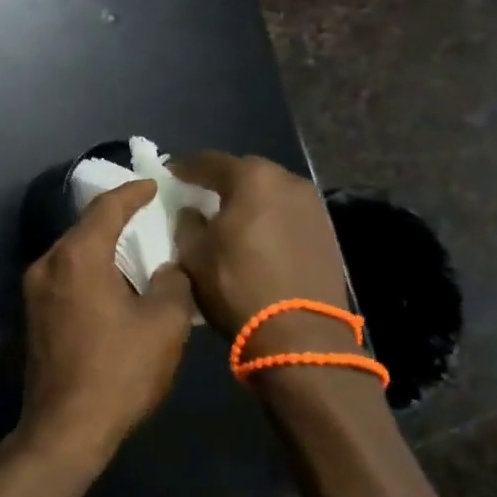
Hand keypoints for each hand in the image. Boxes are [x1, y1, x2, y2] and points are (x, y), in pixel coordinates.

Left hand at [15, 179, 195, 477]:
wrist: (65, 427)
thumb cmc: (119, 371)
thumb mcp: (163, 325)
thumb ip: (173, 283)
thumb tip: (168, 268)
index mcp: (77, 256)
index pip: (106, 208)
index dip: (132, 193)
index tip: (153, 184)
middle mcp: (47, 263)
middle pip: (84, 228)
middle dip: (116, 218)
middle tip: (148, 214)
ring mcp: (34, 289)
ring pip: (72, 253)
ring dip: (102, 247)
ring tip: (135, 247)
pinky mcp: (32, 314)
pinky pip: (65, 276)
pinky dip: (89, 269)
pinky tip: (112, 282)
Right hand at [171, 153, 351, 354]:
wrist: (301, 334)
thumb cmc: (237, 286)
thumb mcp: (194, 255)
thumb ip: (188, 224)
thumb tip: (192, 212)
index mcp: (253, 179)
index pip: (210, 161)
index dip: (186, 168)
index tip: (170, 174)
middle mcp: (288, 182)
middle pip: (246, 172)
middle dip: (221, 180)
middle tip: (199, 193)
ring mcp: (313, 207)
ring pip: (271, 193)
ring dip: (248, 200)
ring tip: (229, 216)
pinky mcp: (326, 233)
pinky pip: (288, 214)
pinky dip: (269, 218)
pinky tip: (256, 236)